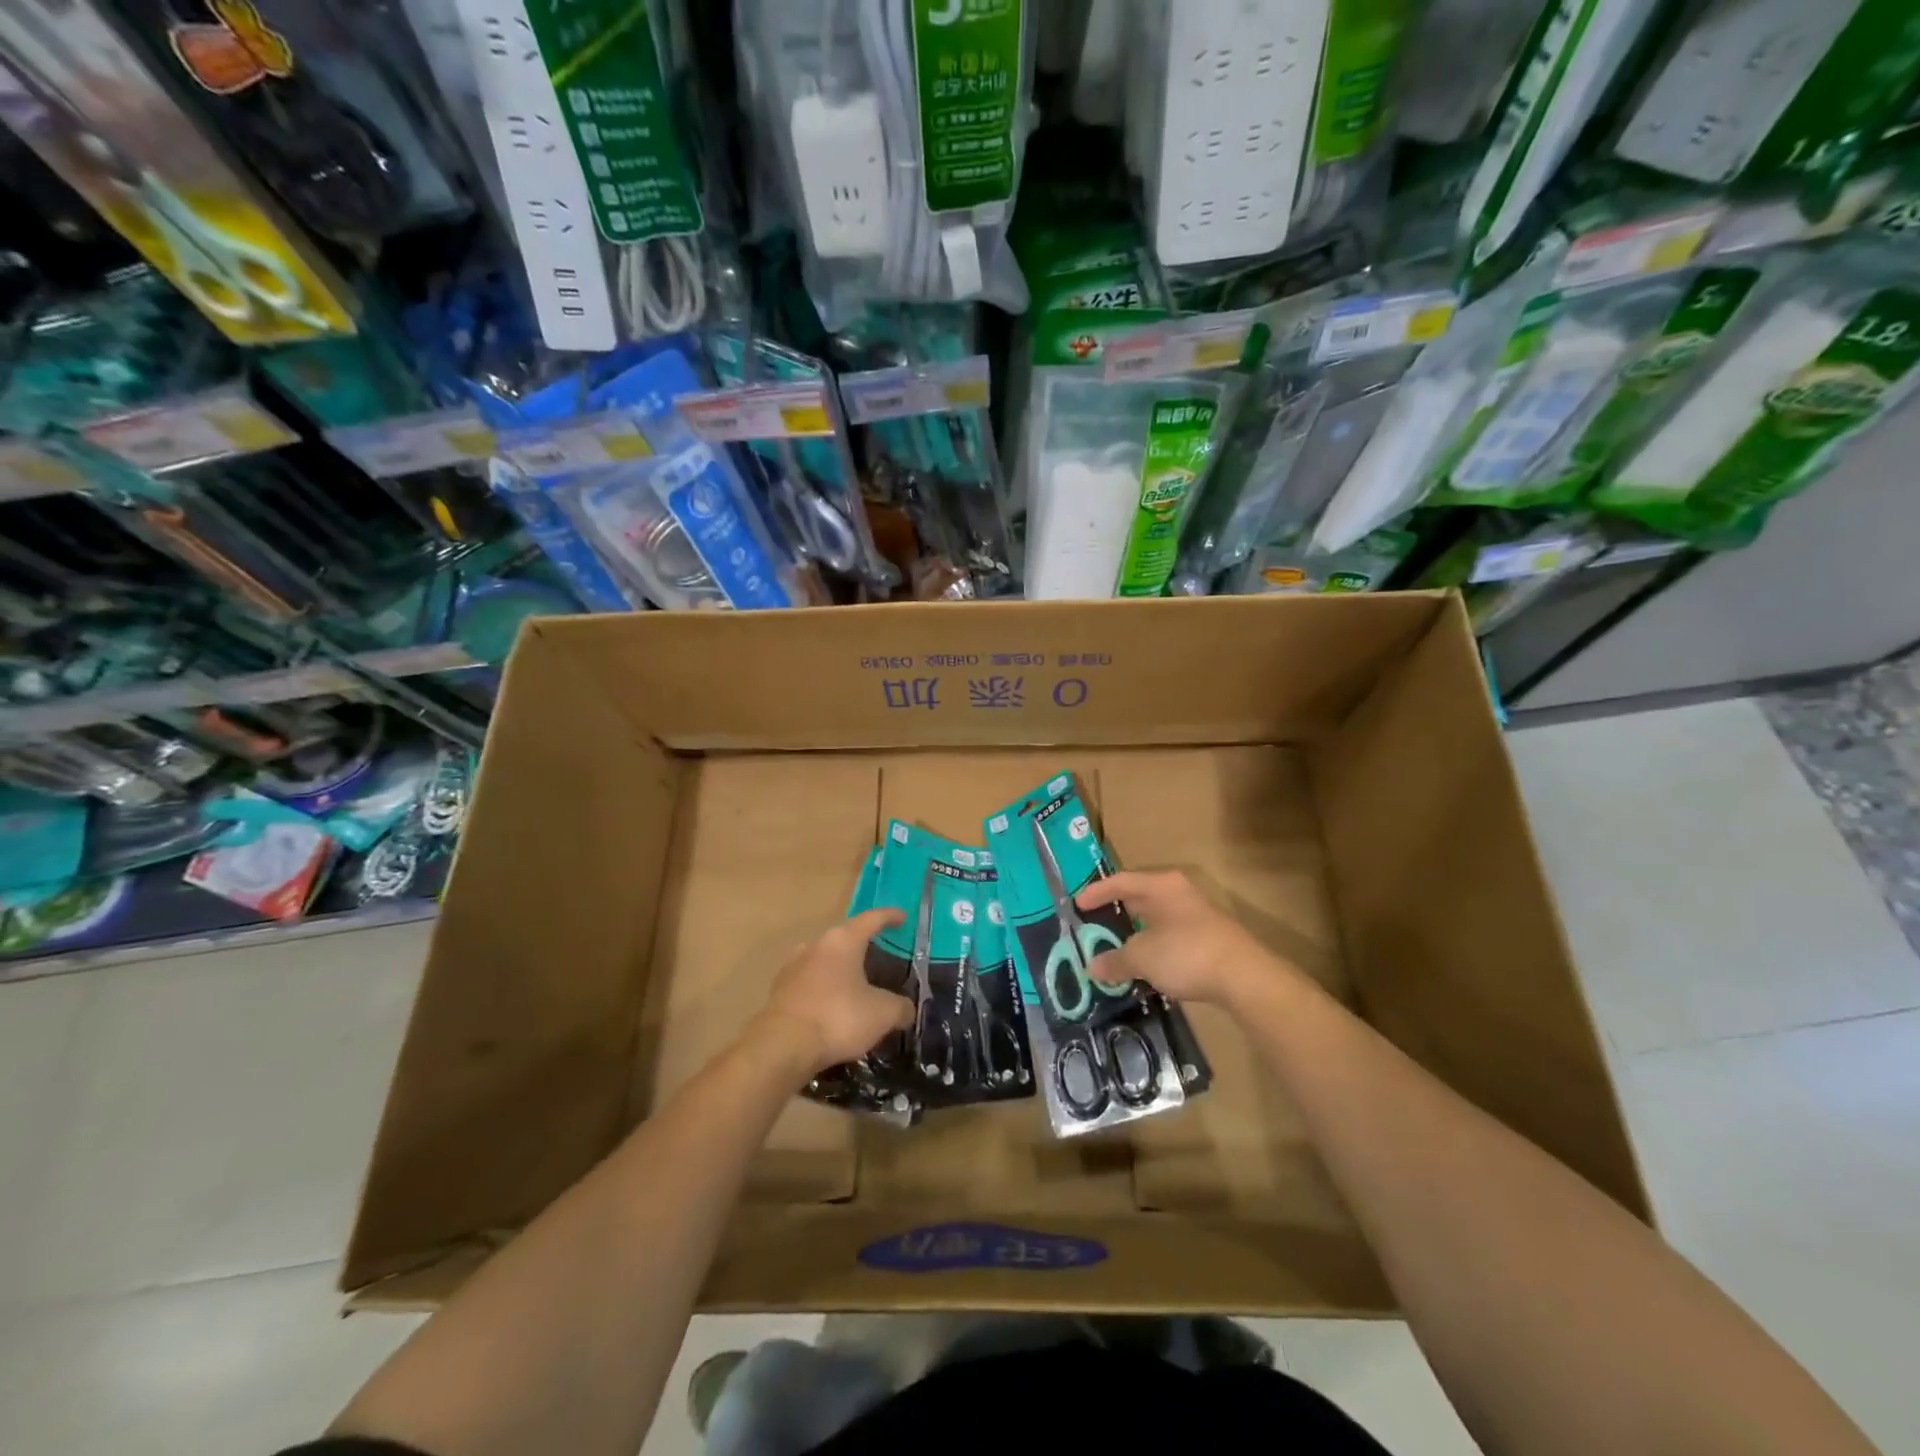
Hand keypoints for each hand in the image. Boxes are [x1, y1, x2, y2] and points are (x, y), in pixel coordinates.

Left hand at [756, 908, 913, 1077]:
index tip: (902, 917)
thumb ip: (900, 1008)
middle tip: (879, 956)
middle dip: (862, 945)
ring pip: (823, 959)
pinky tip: (830, 1006)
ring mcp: (793, 967)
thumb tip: (906, 1010)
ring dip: (839, 968)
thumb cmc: (838, 1018)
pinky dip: (823, 989)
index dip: (889, 917)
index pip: (871, 919)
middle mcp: (816, 946)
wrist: (782, 1046)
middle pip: (844, 938)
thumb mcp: (882, 1014)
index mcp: (843, 941)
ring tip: (853, 983)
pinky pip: (808, 983)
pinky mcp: (779, 991)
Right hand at [1075, 870, 1292, 1008]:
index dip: (1096, 892)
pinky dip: (1153, 947)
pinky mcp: (1208, 938)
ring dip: (1135, 933)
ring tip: (1115, 948)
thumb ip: (1115, 960)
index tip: (1077, 905)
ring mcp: (1197, 915)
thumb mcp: (1142, 957)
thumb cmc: (1186, 953)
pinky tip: (1146, 966)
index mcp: (1161, 886)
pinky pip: (1170, 936)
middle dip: (1116, 912)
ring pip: (1156, 919)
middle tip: (1093, 925)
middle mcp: (1179, 893)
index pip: (1121, 881)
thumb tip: (1093, 967)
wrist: (1245, 977)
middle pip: (1139, 897)